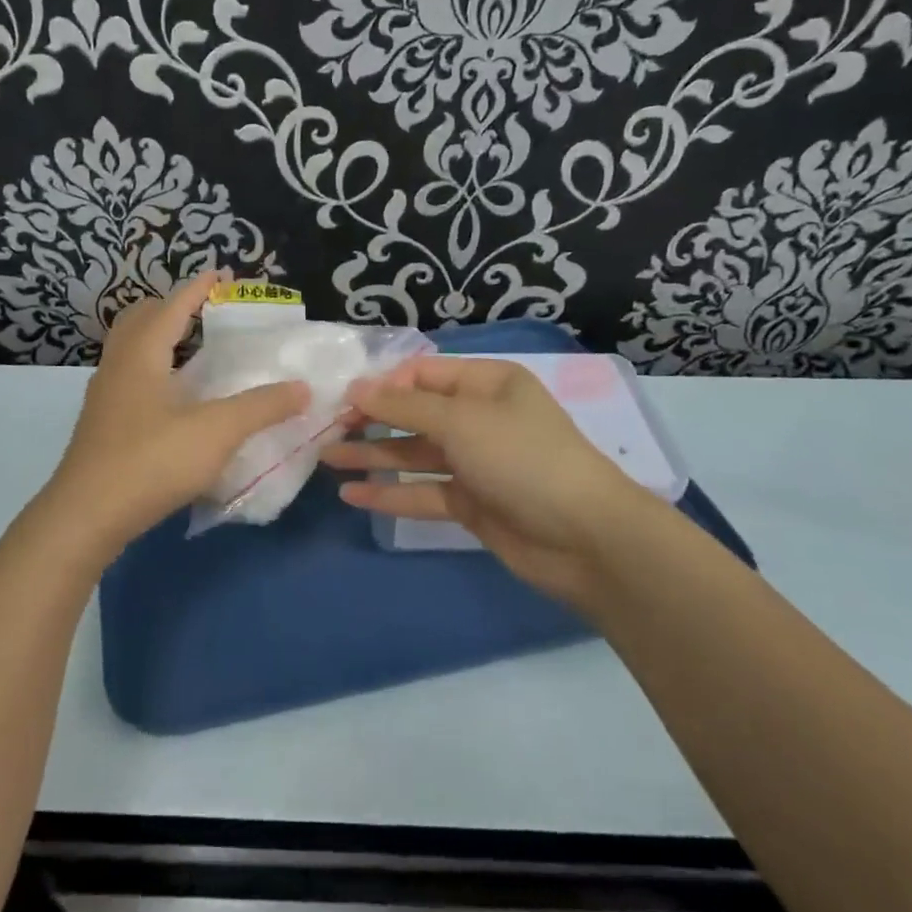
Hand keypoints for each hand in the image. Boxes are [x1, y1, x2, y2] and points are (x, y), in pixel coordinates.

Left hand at [40, 270, 308, 560]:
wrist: (85, 517)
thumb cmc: (151, 462)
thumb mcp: (216, 432)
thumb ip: (261, 407)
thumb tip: (302, 388)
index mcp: (142, 354)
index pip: (172, 306)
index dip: (197, 288)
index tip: (220, 274)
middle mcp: (118, 366)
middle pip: (140, 319)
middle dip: (172, 307)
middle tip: (205, 311)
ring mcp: (104, 397)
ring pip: (130, 350)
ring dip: (158, 339)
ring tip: (193, 350)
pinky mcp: (101, 425)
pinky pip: (128, 378)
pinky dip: (152, 369)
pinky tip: (173, 398)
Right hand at [324, 356, 656, 601]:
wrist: (585, 537)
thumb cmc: (522, 458)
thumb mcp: (461, 421)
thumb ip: (403, 407)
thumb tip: (355, 388)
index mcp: (486, 383)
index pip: (422, 373)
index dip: (382, 384)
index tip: (341, 398)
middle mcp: (479, 417)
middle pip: (414, 413)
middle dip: (371, 420)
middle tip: (326, 429)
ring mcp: (475, 462)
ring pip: (414, 453)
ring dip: (373, 456)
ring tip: (326, 458)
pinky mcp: (471, 502)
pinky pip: (423, 491)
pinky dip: (391, 492)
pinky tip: (352, 494)